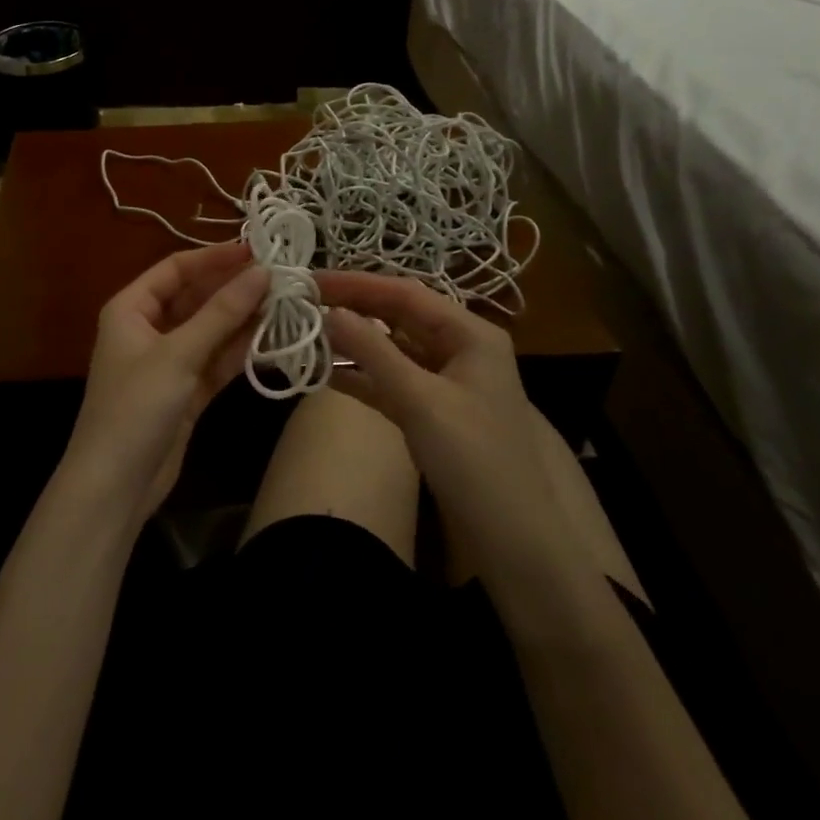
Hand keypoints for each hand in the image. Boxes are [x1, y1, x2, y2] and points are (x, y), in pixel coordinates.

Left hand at [58, 243, 269, 525]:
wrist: (115, 485)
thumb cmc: (136, 407)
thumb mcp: (178, 354)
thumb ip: (221, 313)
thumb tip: (262, 272)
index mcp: (131, 308)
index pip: (175, 269)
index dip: (214, 257)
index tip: (257, 250)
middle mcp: (148, 328)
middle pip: (195, 297)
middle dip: (234, 288)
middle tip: (281, 277)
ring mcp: (168, 361)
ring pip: (210, 329)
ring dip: (243, 319)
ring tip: (287, 303)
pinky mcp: (185, 390)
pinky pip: (216, 360)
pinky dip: (240, 351)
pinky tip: (274, 338)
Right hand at [315, 271, 576, 564]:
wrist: (516, 539)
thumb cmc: (477, 460)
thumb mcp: (422, 401)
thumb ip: (374, 352)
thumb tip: (330, 311)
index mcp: (470, 334)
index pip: (405, 294)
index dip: (356, 284)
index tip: (310, 281)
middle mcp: (459, 349)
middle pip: (397, 316)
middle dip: (352, 308)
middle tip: (303, 303)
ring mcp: (444, 381)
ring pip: (391, 349)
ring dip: (352, 343)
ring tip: (306, 333)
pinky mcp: (431, 411)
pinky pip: (390, 381)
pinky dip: (360, 376)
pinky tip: (324, 373)